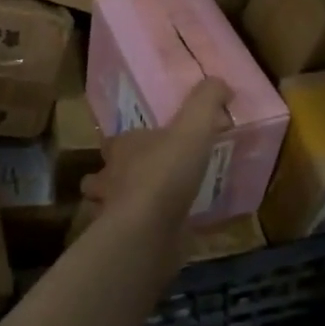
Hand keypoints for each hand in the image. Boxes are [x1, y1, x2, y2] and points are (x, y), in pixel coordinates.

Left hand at [80, 80, 232, 246]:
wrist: (149, 230)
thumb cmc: (165, 172)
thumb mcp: (193, 127)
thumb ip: (206, 101)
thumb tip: (220, 83)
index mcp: (121, 148)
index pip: (115, 141)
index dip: (125, 142)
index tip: (144, 144)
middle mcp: (110, 179)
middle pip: (103, 175)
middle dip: (115, 176)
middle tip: (143, 177)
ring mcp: (114, 214)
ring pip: (110, 208)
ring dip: (124, 206)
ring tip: (152, 207)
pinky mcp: (127, 243)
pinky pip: (134, 235)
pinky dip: (145, 233)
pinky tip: (165, 234)